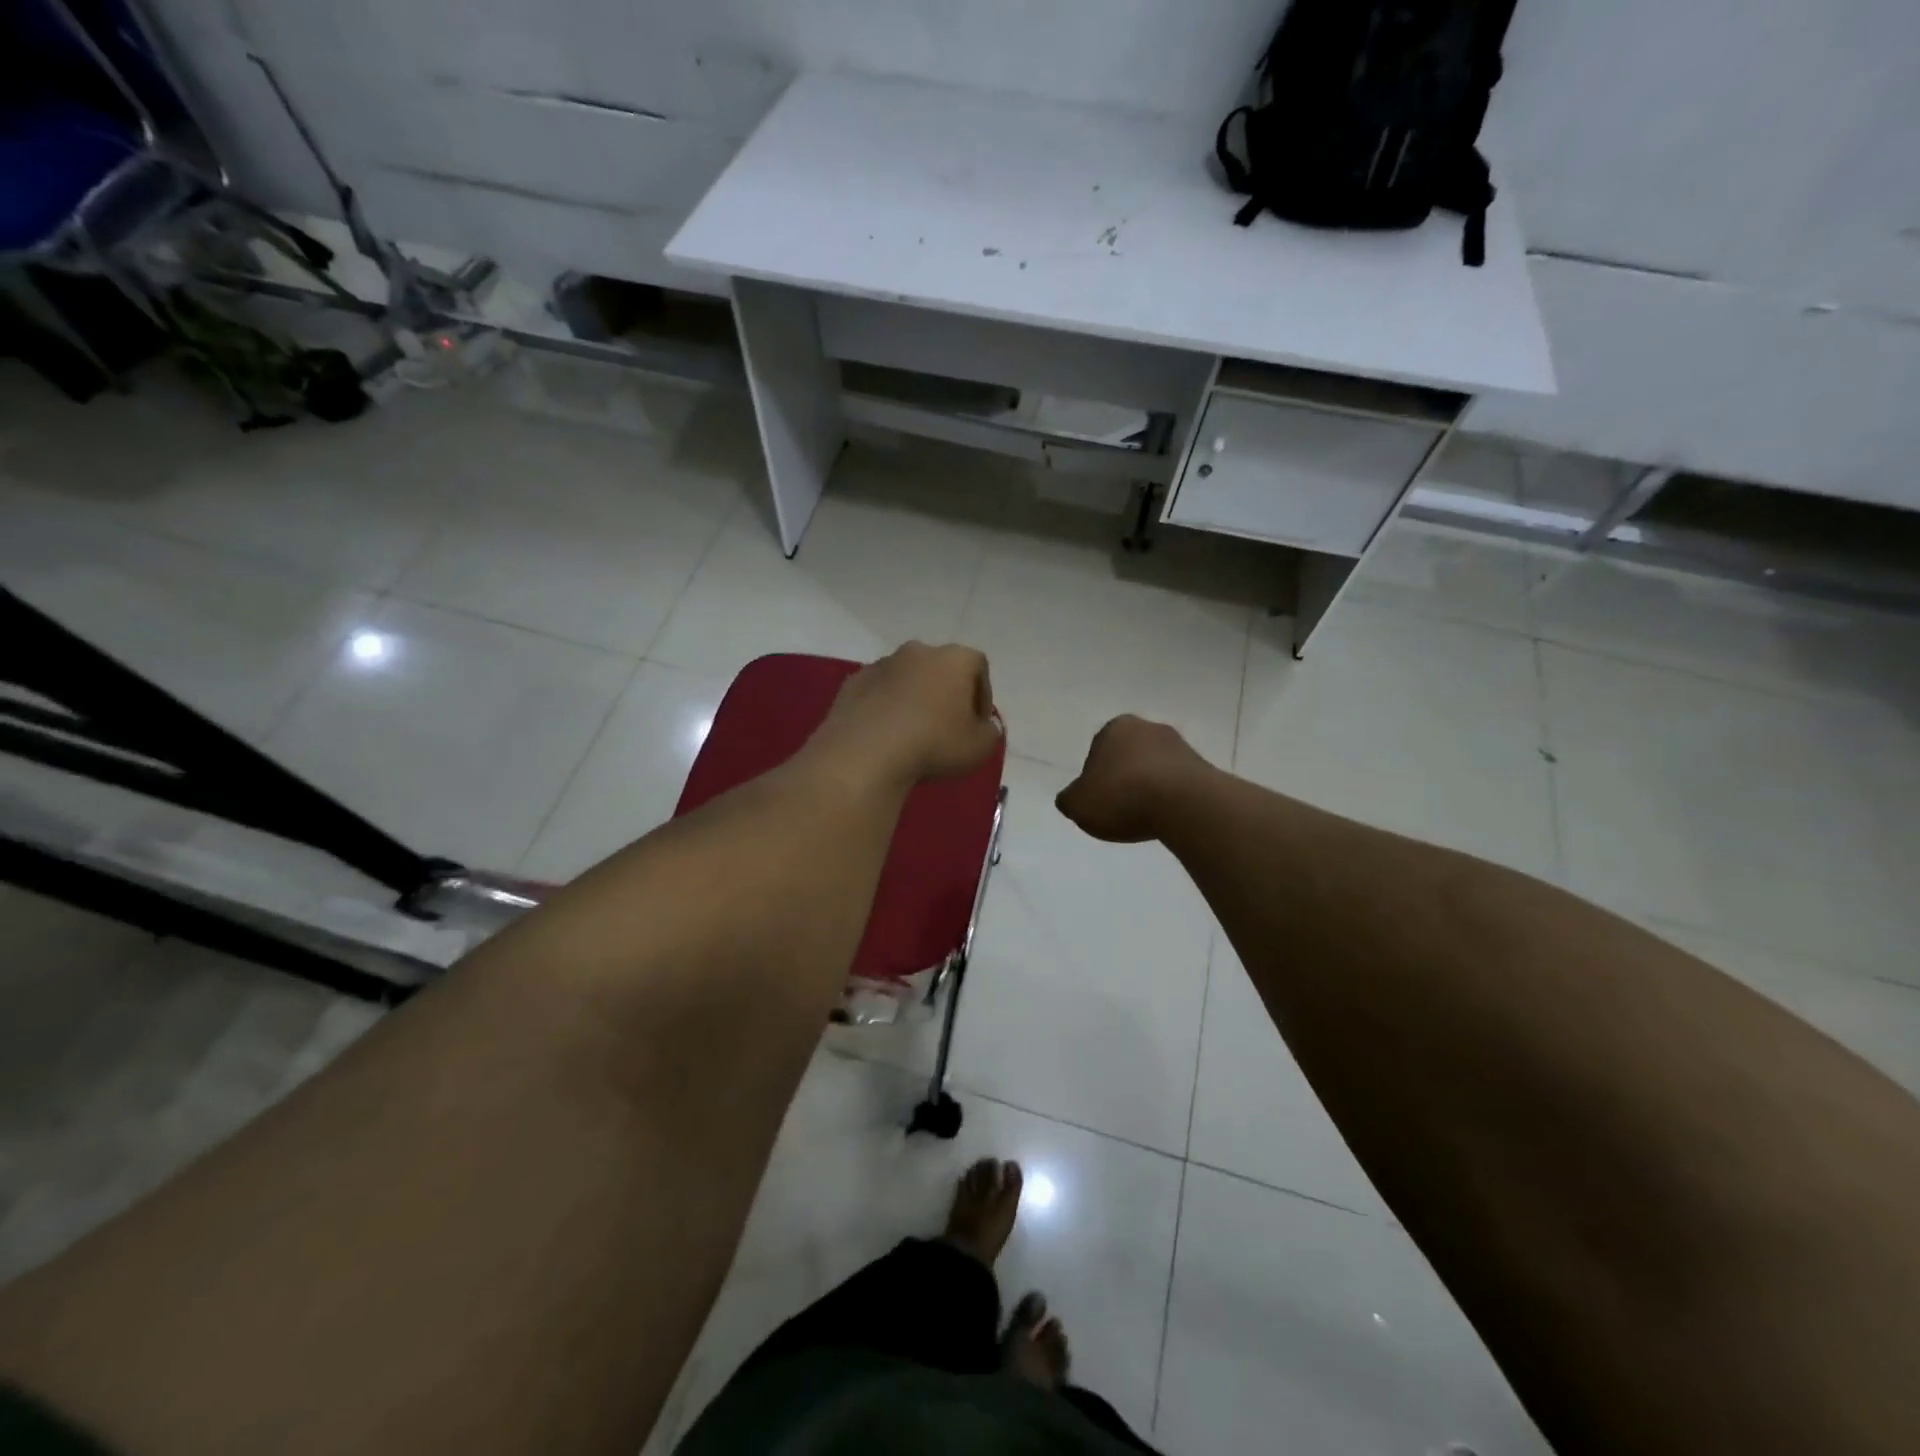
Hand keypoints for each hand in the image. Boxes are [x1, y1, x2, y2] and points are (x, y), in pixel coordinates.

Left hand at [814, 642, 1000, 786]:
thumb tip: (983, 726)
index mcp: (954, 659)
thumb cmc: (934, 744)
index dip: (983, 695)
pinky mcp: (853, 682)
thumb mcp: (980, 748)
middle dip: (946, 693)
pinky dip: (886, 708)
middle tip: (948, 726)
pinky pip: (879, 693)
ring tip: (914, 733)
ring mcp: (882, 664)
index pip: (978, 667)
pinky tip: (885, 735)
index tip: (978, 723)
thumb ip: (990, 732)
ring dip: (914, 699)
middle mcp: (918, 651)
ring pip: (907, 679)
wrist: (866, 752)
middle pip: (940, 669)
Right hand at [1056, 715, 1207, 842]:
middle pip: (1129, 756)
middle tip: (1120, 809)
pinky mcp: (1204, 767)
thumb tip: (1072, 798)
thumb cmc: (1122, 796)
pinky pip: (1178, 784)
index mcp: (1115, 728)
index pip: (1098, 751)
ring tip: (1146, 817)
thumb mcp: (1078, 804)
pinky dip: (1171, 798)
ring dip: (1150, 788)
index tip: (1099, 801)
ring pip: (1156, 769)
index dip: (1096, 778)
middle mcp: (1148, 728)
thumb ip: (1070, 799)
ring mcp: (1180, 745)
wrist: (1183, 803)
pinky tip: (1167, 817)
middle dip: (1125, 778)